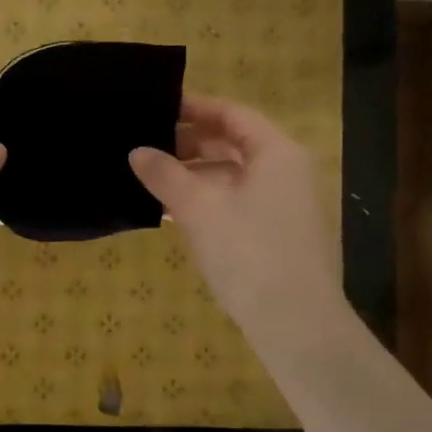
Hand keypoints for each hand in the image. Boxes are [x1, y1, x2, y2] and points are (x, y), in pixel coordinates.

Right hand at [129, 95, 347, 354]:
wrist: (295, 324)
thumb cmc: (248, 253)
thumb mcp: (199, 209)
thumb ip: (165, 175)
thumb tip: (136, 151)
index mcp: (276, 153)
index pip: (232, 114)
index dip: (194, 108)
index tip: (157, 107)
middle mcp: (287, 171)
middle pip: (233, 143)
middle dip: (189, 144)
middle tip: (147, 146)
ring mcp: (285, 204)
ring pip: (233, 175)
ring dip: (195, 175)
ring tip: (153, 180)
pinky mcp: (279, 233)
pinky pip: (238, 202)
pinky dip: (208, 200)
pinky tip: (174, 212)